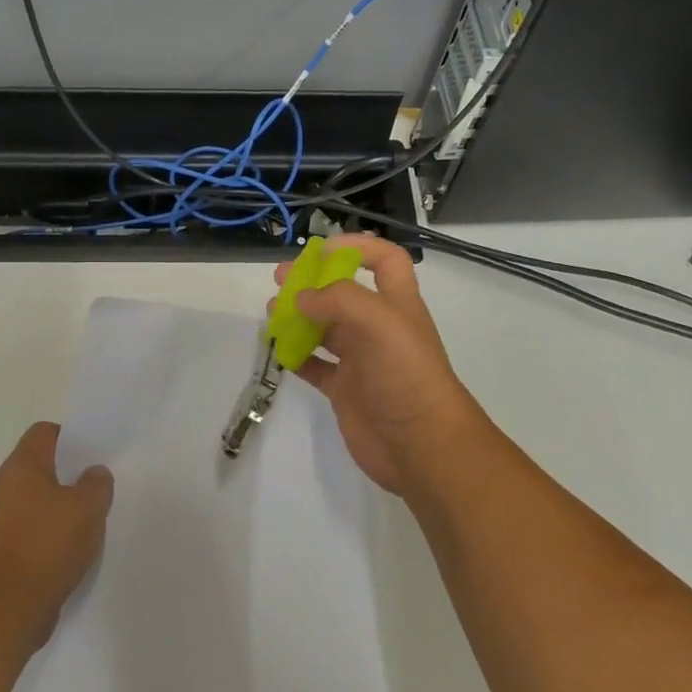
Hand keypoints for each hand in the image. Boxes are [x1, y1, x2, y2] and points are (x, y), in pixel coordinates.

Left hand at [0, 422, 112, 650]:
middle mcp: (5, 486)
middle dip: (71, 475)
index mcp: (22, 465)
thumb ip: (97, 484)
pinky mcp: (3, 548)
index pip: (45, 432)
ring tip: (92, 520)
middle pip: (42, 466)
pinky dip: (52, 533)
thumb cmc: (47, 544)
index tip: (94, 454)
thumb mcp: (87, 508)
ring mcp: (0, 518)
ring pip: (38, 499)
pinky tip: (74, 548)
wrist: (7, 606)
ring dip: (63, 507)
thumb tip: (94, 473)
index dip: (71, 437)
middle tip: (99, 488)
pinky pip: (33, 528)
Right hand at [276, 235, 486, 494]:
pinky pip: (315, 366)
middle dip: (313, 282)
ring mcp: (361, 361)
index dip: (357, 247)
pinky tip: (278, 351)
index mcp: (397, 305)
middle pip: (344, 294)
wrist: (420, 445)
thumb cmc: (405, 376)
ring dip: (299, 317)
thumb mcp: (379, 323)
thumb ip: (338, 300)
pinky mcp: (345, 391)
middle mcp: (379, 328)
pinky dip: (296, 356)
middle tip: (279, 280)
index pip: (385, 260)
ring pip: (325, 329)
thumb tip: (300, 298)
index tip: (319, 250)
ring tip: (271, 314)